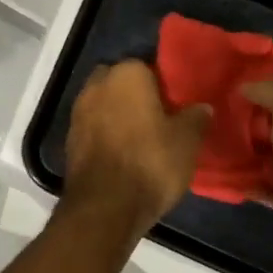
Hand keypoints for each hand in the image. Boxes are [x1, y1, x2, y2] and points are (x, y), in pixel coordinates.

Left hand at [62, 61, 210, 241]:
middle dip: (135, 95)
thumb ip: (196, 118)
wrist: (105, 206)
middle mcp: (97, 84)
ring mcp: (78, 111)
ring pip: (104, 103)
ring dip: (117, 114)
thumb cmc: (150, 162)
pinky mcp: (69, 138)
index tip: (175, 103)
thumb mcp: (186, 141)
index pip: (147, 66)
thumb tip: (203, 107)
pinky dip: (105, 133)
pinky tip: (122, 152)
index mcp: (126, 74)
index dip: (163, 85)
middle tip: (158, 117)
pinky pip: (93, 126)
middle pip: (120, 82)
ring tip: (141, 137)